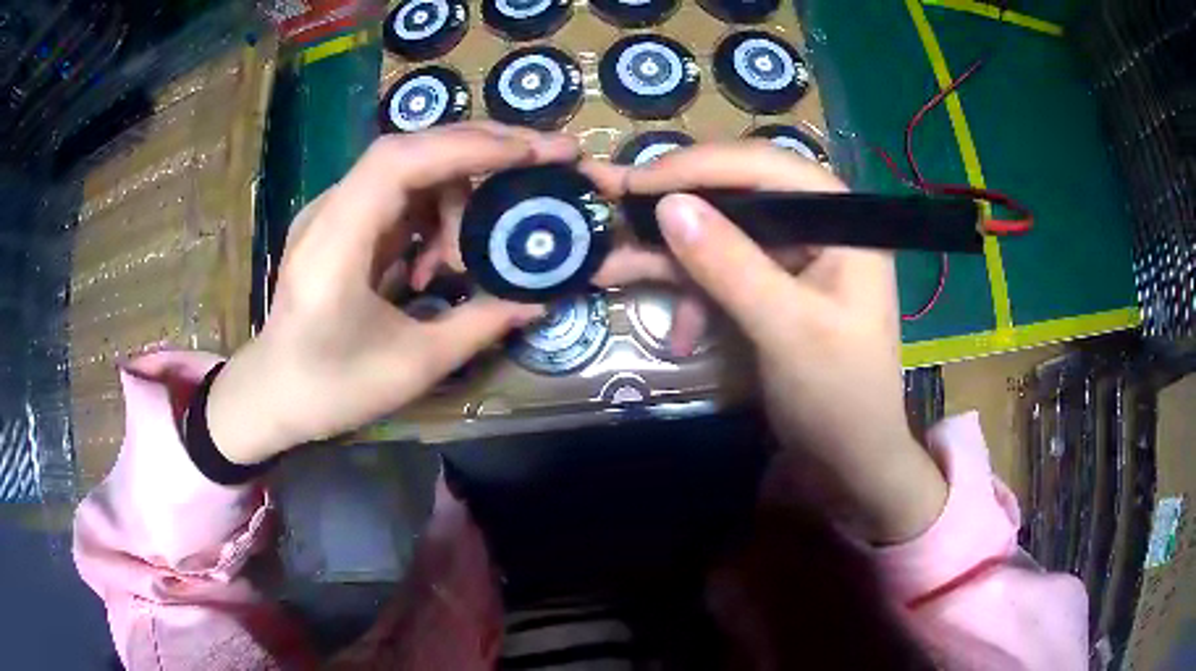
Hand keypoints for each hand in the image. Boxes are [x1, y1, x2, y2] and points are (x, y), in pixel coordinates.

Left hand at [206, 123, 577, 464]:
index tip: (531, 152)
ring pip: (408, 166)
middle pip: (408, 148)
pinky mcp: (340, 221)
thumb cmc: (330, 389)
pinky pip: (398, 192)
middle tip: (540, 159)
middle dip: (480, 148)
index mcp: (334, 246)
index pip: (399, 162)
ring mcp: (332, 211)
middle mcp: (328, 211)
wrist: (270, 394)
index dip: (467, 147)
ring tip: (470, 254)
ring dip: (457, 191)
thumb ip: (480, 325)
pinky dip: (434, 210)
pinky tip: (439, 261)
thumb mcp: (413, 367)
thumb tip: (542, 298)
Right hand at [584, 143, 946, 543]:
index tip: (637, 182)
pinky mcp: (775, 290)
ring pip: (723, 236)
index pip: (764, 167)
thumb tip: (669, 205)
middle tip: (614, 211)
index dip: (698, 167)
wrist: (851, 463)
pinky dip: (696, 298)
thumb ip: (731, 265)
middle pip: (738, 196)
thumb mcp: (786, 329)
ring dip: (673, 261)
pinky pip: (725, 275)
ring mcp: (795, 259)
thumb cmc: (839, 396)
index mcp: (839, 220)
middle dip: (675, 213)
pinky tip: (679, 335)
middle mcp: (817, 226)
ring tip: (614, 270)